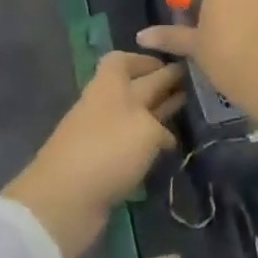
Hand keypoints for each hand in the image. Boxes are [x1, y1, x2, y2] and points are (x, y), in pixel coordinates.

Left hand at [3, 52, 184, 257]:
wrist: (65, 198)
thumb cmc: (108, 150)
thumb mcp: (145, 130)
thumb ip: (160, 125)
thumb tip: (164, 135)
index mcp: (110, 84)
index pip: (124, 60)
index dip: (146, 59)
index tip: (173, 64)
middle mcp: (104, 103)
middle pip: (135, 87)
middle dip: (160, 86)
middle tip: (192, 88)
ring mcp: (100, 133)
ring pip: (134, 116)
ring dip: (156, 114)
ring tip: (184, 114)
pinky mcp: (101, 162)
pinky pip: (129, 143)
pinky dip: (147, 142)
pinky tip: (166, 149)